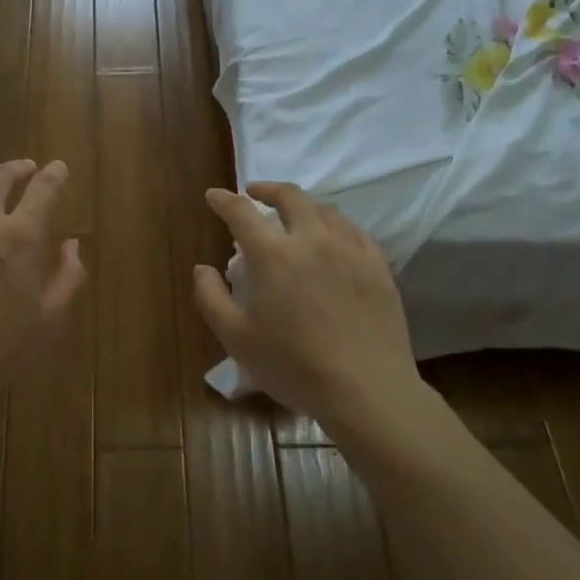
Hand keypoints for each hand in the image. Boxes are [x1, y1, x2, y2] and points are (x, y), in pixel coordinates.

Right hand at [193, 182, 426, 435]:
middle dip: (267, 189)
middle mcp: (311, 239)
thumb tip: (202, 268)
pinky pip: (352, 230)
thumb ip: (210, 297)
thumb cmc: (293, 366)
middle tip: (254, 194)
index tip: (213, 196)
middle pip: (289, 196)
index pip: (241, 211)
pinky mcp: (376, 265)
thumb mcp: (236, 338)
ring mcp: (349, 249)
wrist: (366, 390)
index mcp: (273, 254)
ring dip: (301, 205)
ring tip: (293, 216)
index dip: (223, 200)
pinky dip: (333, 224)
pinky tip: (331, 239)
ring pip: (324, 209)